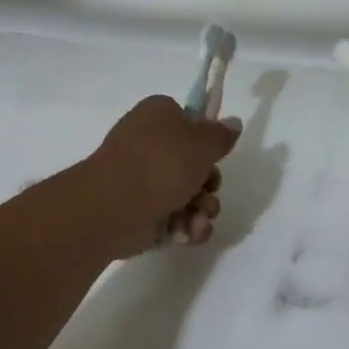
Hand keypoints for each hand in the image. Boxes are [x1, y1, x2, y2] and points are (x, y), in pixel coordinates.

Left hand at [88, 96, 241, 254]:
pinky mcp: (138, 212)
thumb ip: (221, 135)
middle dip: (208, 184)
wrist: (115, 206)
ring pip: (185, 195)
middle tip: (210, 190)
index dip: (206, 140)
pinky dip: (184, 227)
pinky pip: (171, 218)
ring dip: (201, 209)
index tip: (216, 155)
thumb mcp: (203, 143)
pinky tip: (188, 232)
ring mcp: (140, 180)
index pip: (187, 121)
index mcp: (157, 115)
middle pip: (191, 163)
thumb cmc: (161, 164)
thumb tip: (234, 122)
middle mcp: (146, 143)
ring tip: (199, 218)